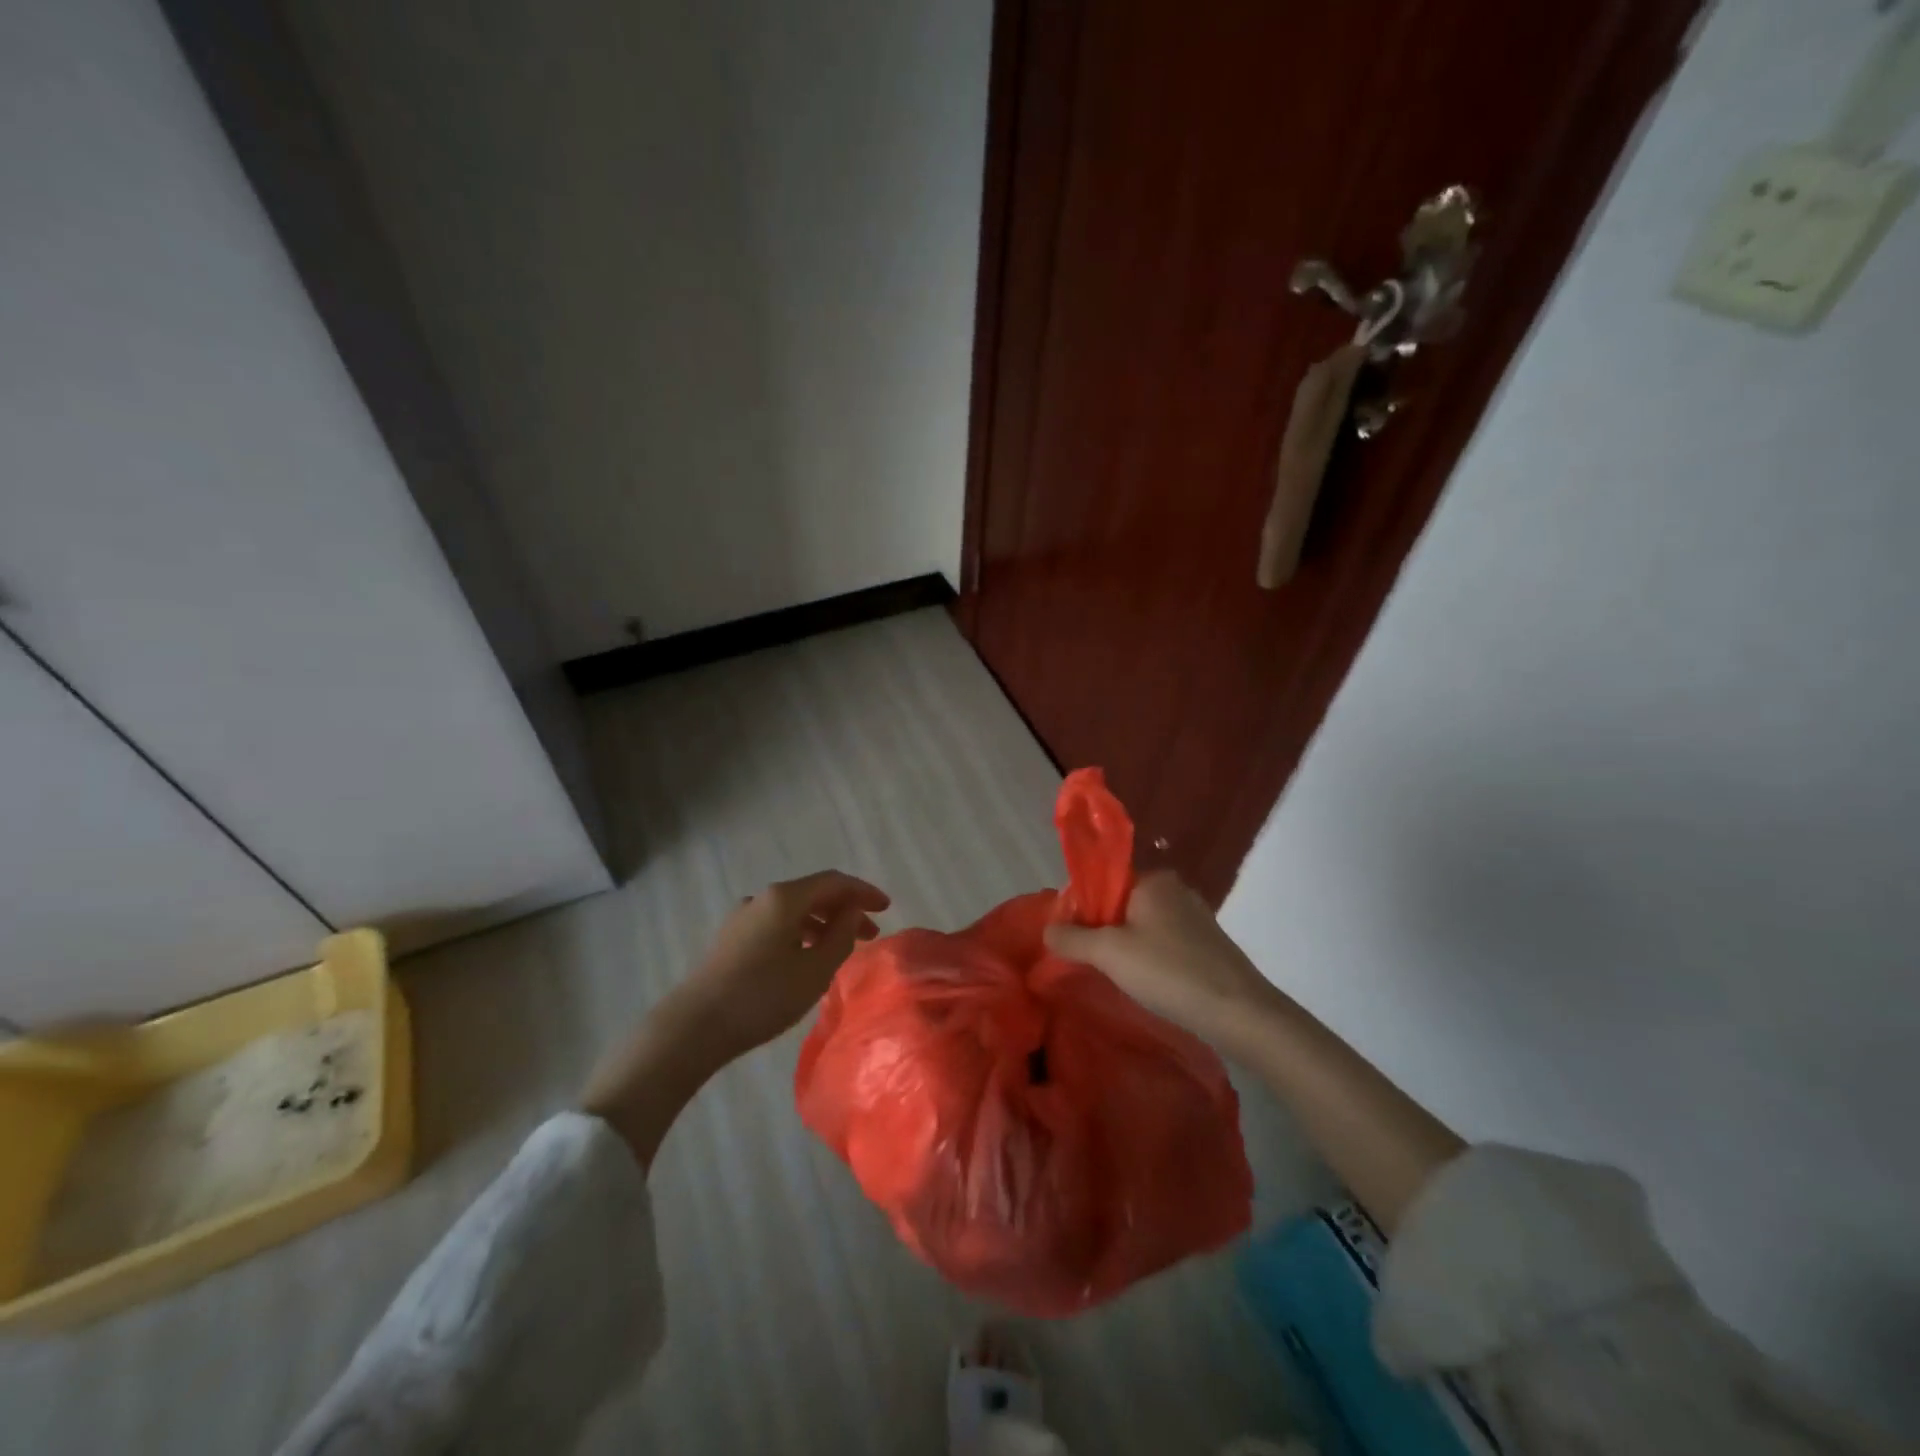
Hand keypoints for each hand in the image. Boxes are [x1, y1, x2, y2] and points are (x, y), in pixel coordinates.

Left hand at [678, 870, 889, 1060]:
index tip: (887, 907)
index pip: (834, 882)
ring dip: (823, 924)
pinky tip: (807, 958)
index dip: (863, 892)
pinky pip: (777, 924)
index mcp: (784, 898)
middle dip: (845, 909)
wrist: (694, 1027)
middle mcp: (762, 898)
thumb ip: (841, 936)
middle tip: (871, 933)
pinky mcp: (731, 938)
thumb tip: (851, 912)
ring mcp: (743, 917)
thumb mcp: (815, 970)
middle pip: (813, 894)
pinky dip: (801, 933)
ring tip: (842, 949)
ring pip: (794, 910)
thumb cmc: (763, 997)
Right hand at [1043, 869, 1276, 1041]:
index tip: (1069, 939)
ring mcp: (1195, 916)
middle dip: (1102, 931)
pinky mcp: (1207, 943)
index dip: (1080, 908)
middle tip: (1090, 962)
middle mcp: (1175, 889)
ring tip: (1116, 977)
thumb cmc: (1169, 972)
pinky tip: (1147, 983)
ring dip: (1125, 947)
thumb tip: (1048, 929)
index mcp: (1153, 879)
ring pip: (1142, 925)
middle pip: (1121, 903)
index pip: (1102, 882)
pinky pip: (1163, 942)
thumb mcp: (1109, 954)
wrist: (1240, 1013)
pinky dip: (1149, 958)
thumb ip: (1072, 938)